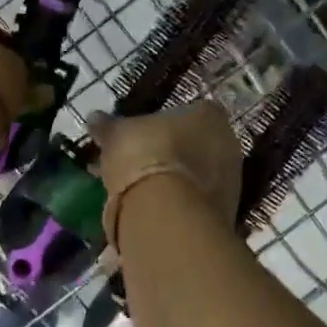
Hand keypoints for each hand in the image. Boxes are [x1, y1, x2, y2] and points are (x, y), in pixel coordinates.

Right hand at [88, 102, 242, 255]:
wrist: (166, 215)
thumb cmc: (145, 157)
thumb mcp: (116, 135)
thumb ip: (107, 125)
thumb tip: (95, 117)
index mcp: (209, 115)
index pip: (191, 111)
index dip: (166, 123)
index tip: (144, 134)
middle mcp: (229, 143)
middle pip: (196, 144)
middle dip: (172, 153)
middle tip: (141, 163)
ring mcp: (231, 181)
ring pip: (197, 175)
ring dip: (175, 181)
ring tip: (142, 192)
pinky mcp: (225, 213)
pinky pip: (196, 202)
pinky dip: (178, 204)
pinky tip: (154, 211)